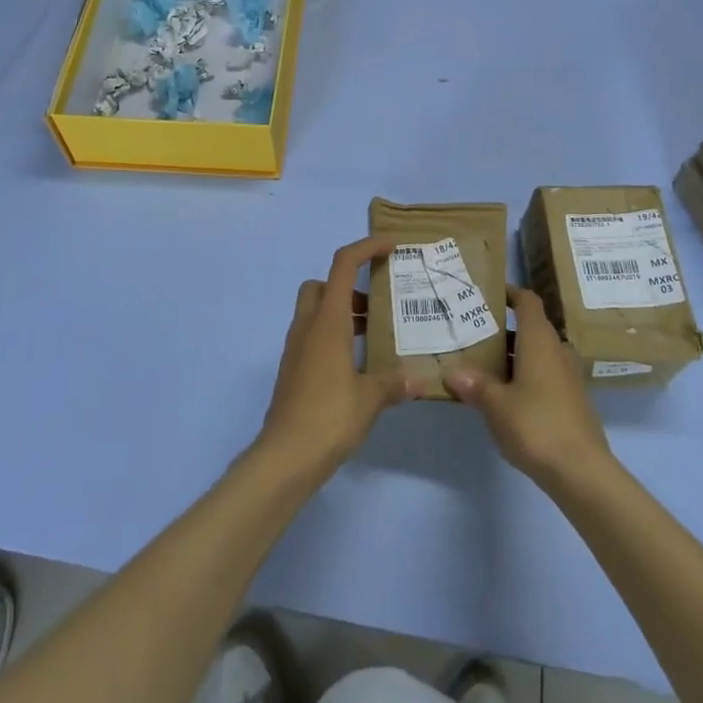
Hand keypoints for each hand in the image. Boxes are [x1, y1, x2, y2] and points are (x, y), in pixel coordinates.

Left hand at [255, 237, 422, 483]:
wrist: (285, 456)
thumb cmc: (329, 417)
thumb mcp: (370, 398)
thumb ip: (394, 383)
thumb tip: (417, 381)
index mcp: (327, 322)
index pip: (343, 265)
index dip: (366, 247)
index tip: (390, 246)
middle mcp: (307, 327)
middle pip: (321, 285)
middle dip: (347, 285)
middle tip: (374, 305)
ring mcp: (295, 348)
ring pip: (314, 311)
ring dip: (340, 312)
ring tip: (371, 336)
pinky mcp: (292, 369)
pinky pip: (312, 336)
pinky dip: (332, 336)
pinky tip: (354, 364)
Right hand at [444, 287, 612, 490]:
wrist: (581, 471)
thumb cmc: (536, 424)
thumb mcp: (495, 404)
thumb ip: (474, 384)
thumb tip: (452, 372)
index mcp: (540, 341)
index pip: (528, 302)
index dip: (510, 292)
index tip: (488, 293)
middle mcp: (557, 351)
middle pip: (531, 328)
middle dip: (504, 329)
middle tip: (473, 333)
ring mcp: (568, 377)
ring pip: (537, 354)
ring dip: (513, 356)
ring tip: (482, 364)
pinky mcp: (571, 401)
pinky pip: (544, 376)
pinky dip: (524, 376)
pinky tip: (504, 395)